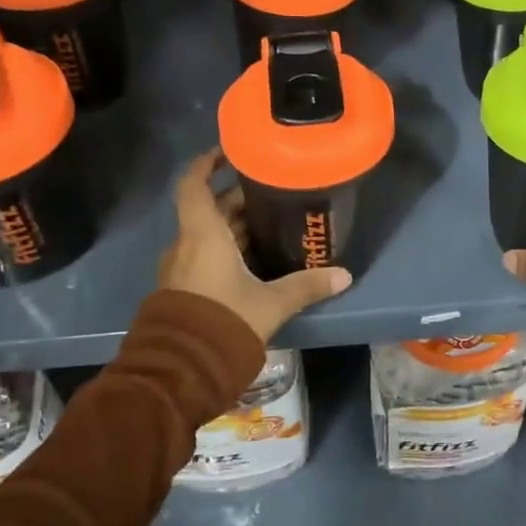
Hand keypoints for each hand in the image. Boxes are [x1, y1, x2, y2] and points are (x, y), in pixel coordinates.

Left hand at [158, 148, 352, 343]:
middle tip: (273, 191)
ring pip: (208, 235)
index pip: (193, 185)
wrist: (179, 373)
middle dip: (238, 198)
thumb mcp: (270, 304)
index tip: (229, 151)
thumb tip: (345, 275)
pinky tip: (256, 259)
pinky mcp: (184, 290)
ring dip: (234, 226)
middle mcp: (187, 245)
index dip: (206, 163)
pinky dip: (228, 249)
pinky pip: (205, 256)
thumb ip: (306, 286)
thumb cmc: (223, 322)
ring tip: (272, 222)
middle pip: (209, 210)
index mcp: (202, 235)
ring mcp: (181, 269)